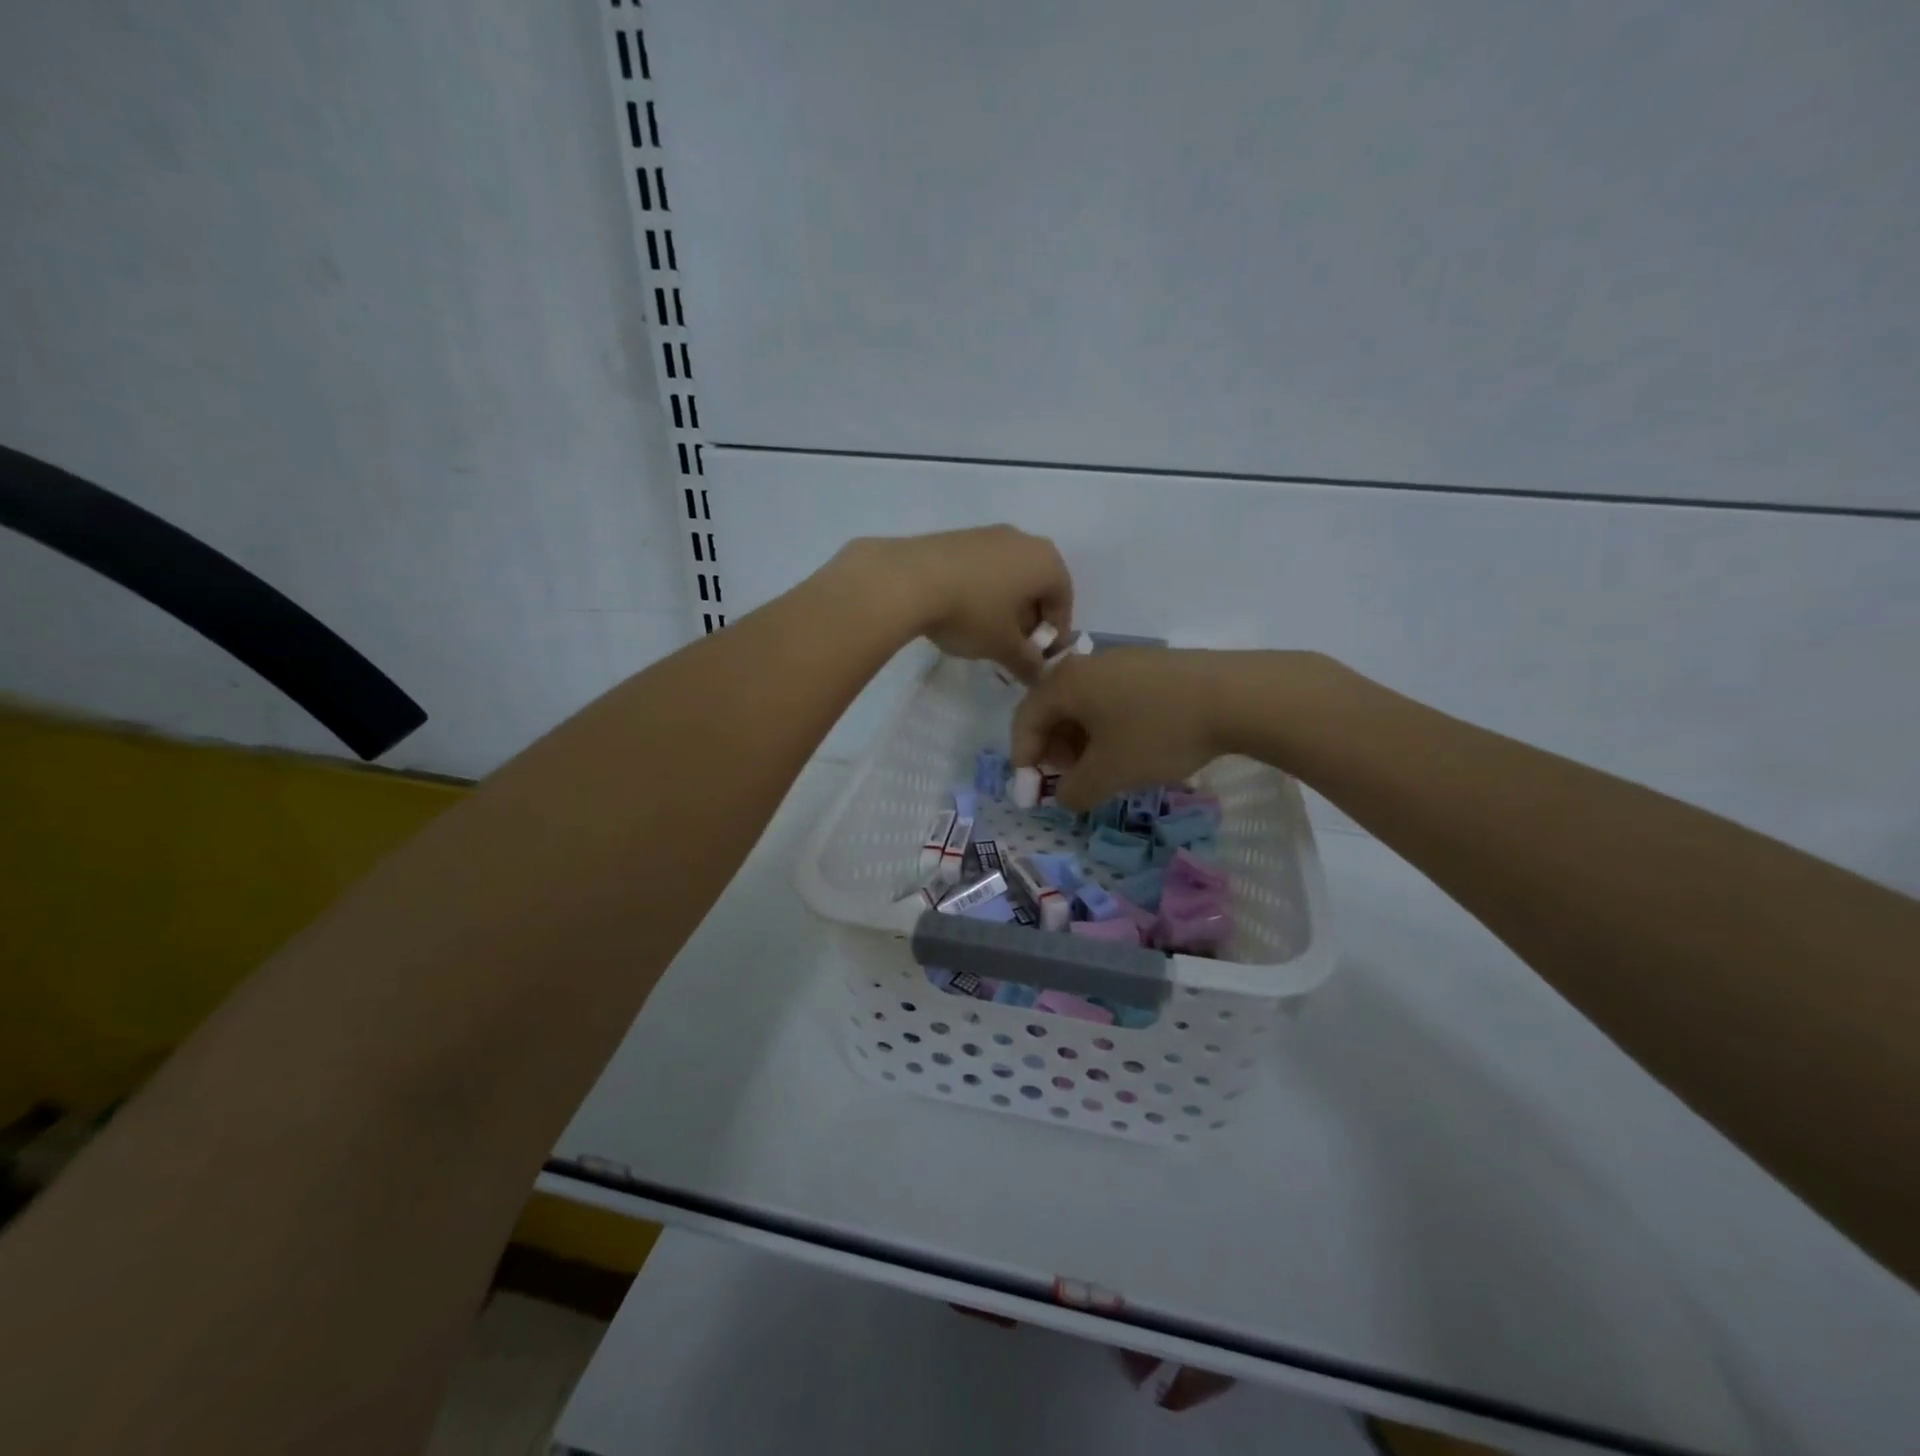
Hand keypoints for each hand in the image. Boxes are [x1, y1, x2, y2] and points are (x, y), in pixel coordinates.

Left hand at [843, 525, 1072, 681]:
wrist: (908, 579)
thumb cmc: (971, 612)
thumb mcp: (1003, 646)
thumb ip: (1027, 663)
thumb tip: (1039, 676)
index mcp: (1046, 562)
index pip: (1064, 601)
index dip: (1055, 633)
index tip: (1039, 658)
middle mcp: (1023, 540)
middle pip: (1036, 585)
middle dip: (1029, 619)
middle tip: (1014, 648)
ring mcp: (988, 534)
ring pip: (1008, 575)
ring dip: (1005, 604)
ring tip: (986, 632)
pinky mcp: (957, 537)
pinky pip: (982, 567)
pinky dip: (981, 590)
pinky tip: (961, 612)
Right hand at [1010, 648, 1241, 809]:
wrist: (1235, 696)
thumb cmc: (1158, 732)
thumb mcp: (1110, 772)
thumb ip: (1075, 790)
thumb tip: (1064, 797)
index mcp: (1066, 682)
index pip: (1026, 719)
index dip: (1024, 758)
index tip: (1034, 790)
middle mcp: (1087, 664)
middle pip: (1054, 710)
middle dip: (1054, 751)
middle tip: (1070, 782)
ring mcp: (1122, 662)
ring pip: (1085, 706)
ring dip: (1082, 742)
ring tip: (1102, 771)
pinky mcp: (1151, 668)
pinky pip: (1113, 699)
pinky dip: (1108, 728)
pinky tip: (1131, 750)